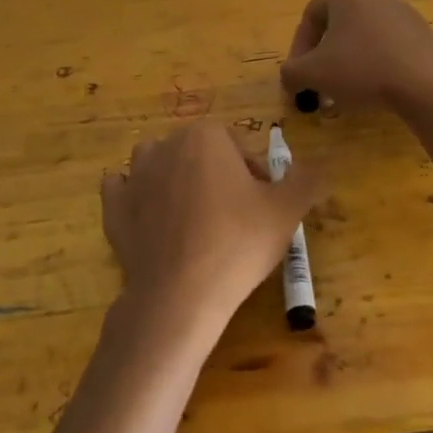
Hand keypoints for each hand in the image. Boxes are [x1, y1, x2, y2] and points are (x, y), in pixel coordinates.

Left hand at [101, 123, 322, 327]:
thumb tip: (319, 166)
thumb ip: (307, 179)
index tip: (262, 209)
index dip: (256, 177)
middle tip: (235, 220)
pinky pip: (125, 191)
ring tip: (195, 220)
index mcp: (206, 135)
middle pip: (202, 155)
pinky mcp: (113, 209)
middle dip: (219, 178)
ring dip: (177, 181)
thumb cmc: (238, 243)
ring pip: (161, 166)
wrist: (179, 296)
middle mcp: (166, 145)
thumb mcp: (287, 210)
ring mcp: (134, 176)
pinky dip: (138, 199)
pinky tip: (153, 220)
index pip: (240, 148)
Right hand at [281, 0, 432, 111]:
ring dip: (347, 65)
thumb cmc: (362, 68)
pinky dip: (374, 66)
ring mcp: (401, 11)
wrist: (426, 82)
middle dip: (323, 60)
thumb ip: (291, 72)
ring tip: (345, 95)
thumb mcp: (313, 73)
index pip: (309, 19)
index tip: (298, 79)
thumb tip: (288, 76)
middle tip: (319, 88)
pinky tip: (375, 91)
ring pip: (362, 39)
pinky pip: (387, 47)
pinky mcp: (421, 32)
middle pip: (337, 28)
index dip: (297, 52)